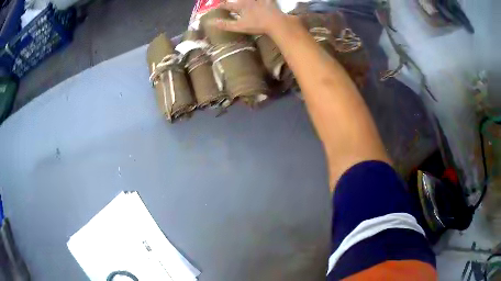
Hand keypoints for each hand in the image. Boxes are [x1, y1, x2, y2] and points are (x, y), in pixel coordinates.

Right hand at [210, 0, 284, 34]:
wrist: (276, 23)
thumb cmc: (257, 25)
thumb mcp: (239, 27)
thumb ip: (225, 25)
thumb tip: (211, 23)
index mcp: (241, 6)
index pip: (228, 5)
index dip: (221, 6)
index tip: (217, 7)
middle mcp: (249, 1)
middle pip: (239, 0)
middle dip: (233, 2)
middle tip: (230, 4)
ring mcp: (260, 1)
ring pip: (250, 0)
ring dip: (245, 1)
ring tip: (243, 2)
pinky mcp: (270, 2)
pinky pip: (266, 0)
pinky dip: (264, 1)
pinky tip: (263, 1)